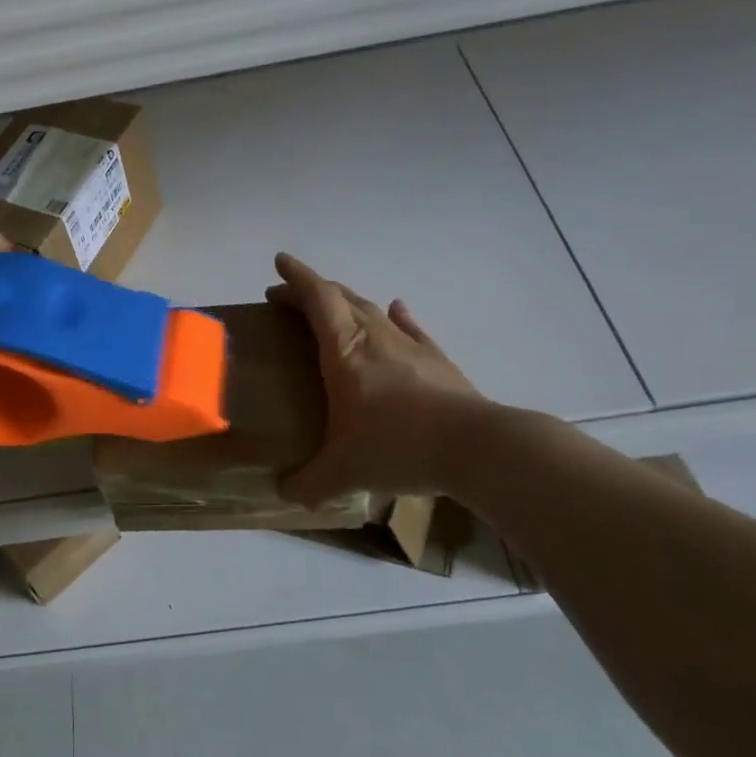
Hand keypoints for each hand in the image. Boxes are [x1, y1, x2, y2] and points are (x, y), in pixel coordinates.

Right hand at [265, 252, 486, 504]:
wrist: (476, 449)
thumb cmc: (398, 447)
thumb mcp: (343, 472)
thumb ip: (308, 483)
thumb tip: (284, 493)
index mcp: (345, 351)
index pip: (317, 298)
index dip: (296, 277)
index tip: (279, 262)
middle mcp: (375, 337)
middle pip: (341, 298)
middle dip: (311, 291)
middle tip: (289, 297)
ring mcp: (410, 345)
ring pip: (372, 310)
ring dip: (347, 302)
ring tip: (332, 308)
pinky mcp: (436, 360)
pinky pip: (410, 328)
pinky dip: (396, 315)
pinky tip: (396, 310)